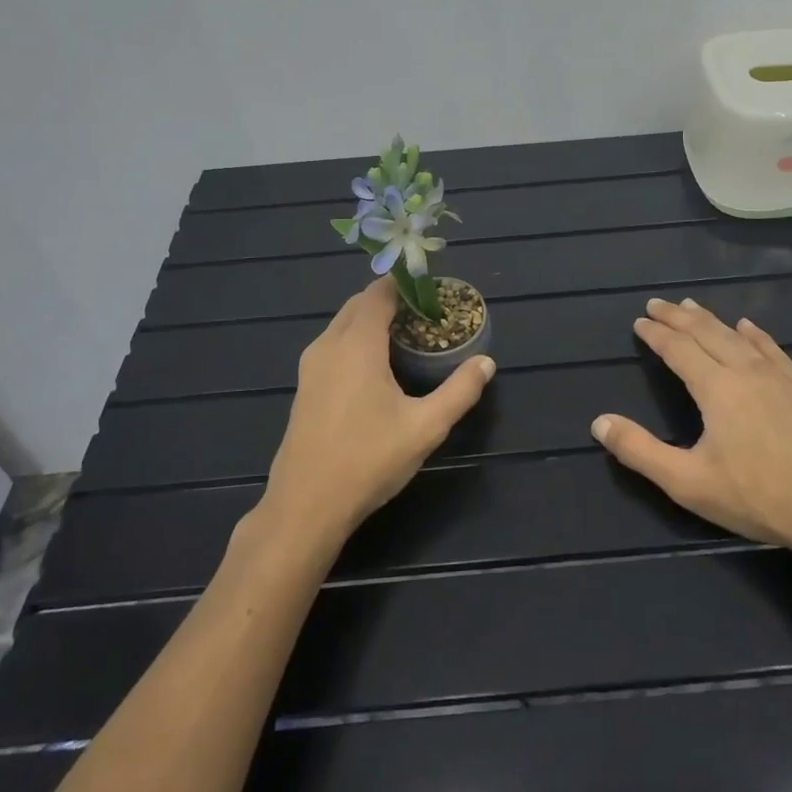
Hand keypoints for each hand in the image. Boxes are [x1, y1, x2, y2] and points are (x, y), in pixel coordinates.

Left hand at [260, 277, 494, 551]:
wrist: (305, 506)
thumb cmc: (368, 460)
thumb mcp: (425, 427)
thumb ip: (459, 391)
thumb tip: (486, 362)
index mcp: (357, 344)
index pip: (379, 292)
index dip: (406, 284)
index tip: (433, 291)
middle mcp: (329, 345)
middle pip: (359, 304)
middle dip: (391, 300)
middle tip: (426, 314)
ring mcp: (311, 366)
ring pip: (343, 325)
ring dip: (371, 320)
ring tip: (407, 337)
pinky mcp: (305, 387)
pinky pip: (333, 345)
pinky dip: (356, 339)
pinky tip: (378, 368)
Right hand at [591, 297, 791, 560]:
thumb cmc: (756, 496)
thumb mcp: (687, 482)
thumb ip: (640, 451)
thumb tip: (599, 422)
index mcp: (715, 388)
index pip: (678, 349)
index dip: (656, 334)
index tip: (639, 321)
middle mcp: (744, 371)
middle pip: (705, 333)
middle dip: (677, 317)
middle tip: (657, 303)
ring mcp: (777, 377)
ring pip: (736, 336)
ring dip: (710, 319)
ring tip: (692, 305)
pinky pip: (771, 349)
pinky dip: (754, 333)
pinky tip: (748, 326)